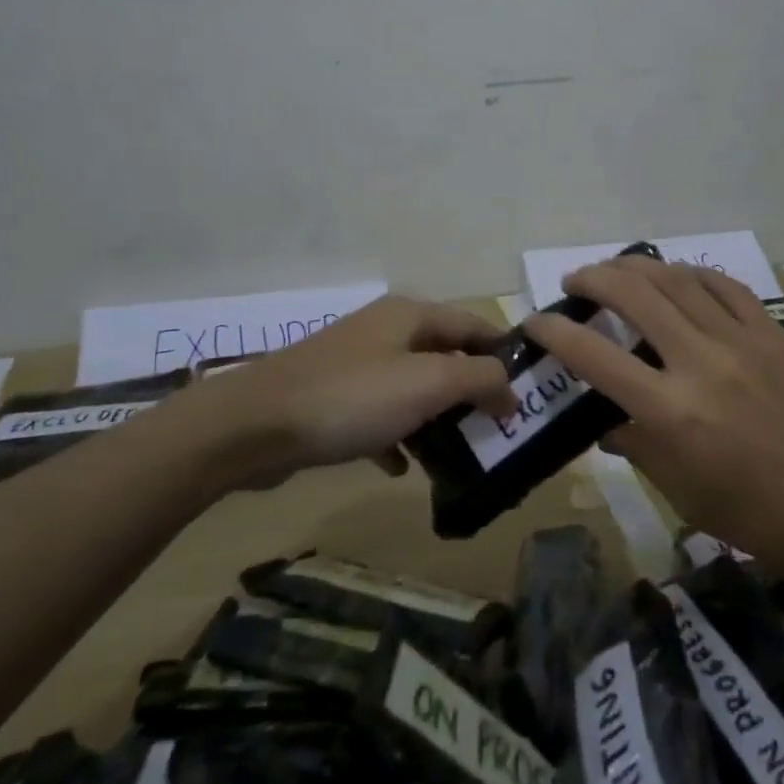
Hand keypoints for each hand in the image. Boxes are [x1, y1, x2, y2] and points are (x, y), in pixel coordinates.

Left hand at [199, 295, 514, 488]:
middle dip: (472, 392)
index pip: (474, 324)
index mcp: (410, 316)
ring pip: (413, 389)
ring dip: (437, 418)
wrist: (254, 426)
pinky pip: (380, 415)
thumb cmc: (352, 397)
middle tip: (500, 429)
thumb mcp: (428, 382)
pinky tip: (403, 468)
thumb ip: (479, 379)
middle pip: (444, 356)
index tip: (529, 391)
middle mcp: (385, 332)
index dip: (504, 353)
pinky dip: (397, 436)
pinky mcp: (333, 399)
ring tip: (463, 455)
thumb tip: (510, 390)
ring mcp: (356, 365)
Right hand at [527, 256, 783, 566]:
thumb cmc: (766, 517)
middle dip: (593, 278)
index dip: (555, 333)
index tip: (534, 322)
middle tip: (574, 282)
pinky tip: (678, 278)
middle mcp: (700, 363)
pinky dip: (691, 273)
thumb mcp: (688, 497)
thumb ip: (640, 449)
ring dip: (636, 265)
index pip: (595, 357)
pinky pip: (723, 285)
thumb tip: (607, 422)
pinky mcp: (772, 331)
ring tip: (615, 269)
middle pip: (634, 295)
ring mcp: (740, 340)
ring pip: (676, 279)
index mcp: (673, 413)